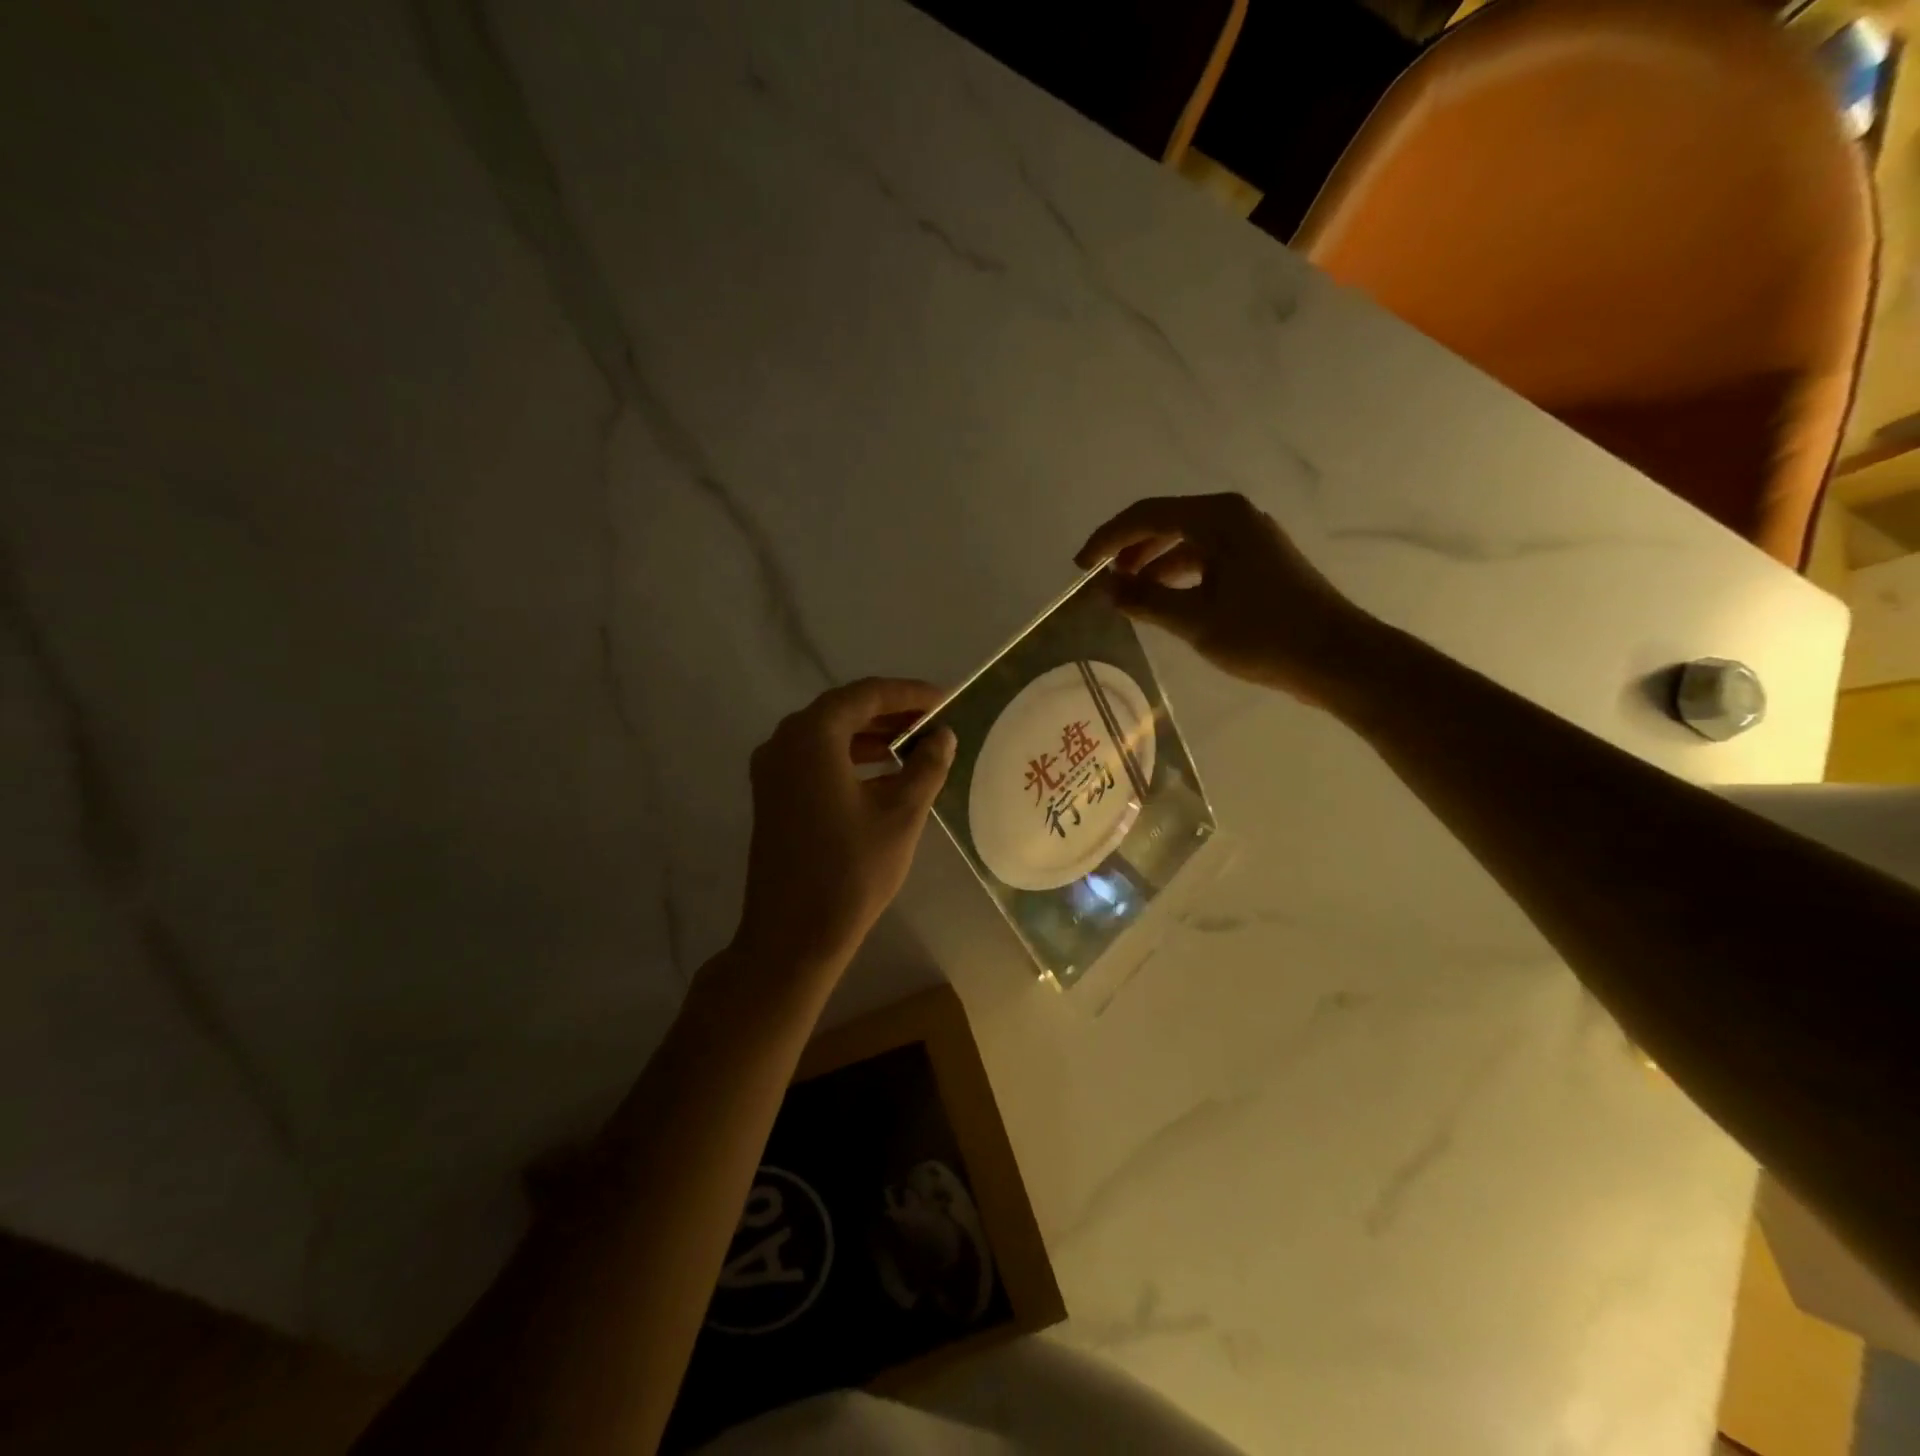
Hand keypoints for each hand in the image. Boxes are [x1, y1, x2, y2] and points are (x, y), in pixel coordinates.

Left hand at [735, 678, 956, 974]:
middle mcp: (784, 742)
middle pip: (844, 710)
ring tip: (916, 745)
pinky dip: (850, 758)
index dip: (909, 694)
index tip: (946, 700)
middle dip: (891, 713)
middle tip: (934, 721)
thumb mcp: (901, 814)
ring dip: (871, 736)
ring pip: (828, 736)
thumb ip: (926, 766)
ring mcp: (772, 770)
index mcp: (812, 736)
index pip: (866, 694)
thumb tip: (943, 736)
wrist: (791, 936)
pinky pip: (815, 760)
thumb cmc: (851, 871)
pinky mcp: (772, 796)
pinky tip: (884, 775)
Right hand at [1076, 493, 1378, 705]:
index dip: (1107, 539)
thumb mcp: (1194, 620)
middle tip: (1100, 580)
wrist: (1336, 657)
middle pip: (1165, 522)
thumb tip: (1106, 589)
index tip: (1080, 568)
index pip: (1146, 514)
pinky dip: (1178, 575)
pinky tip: (1164, 601)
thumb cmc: (1263, 634)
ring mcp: (1250, 539)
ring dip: (1152, 564)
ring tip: (1126, 594)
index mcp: (1218, 518)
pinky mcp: (1260, 562)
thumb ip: (1144, 600)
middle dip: (1128, 549)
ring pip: (1186, 541)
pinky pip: (1206, 558)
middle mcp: (1234, 517)